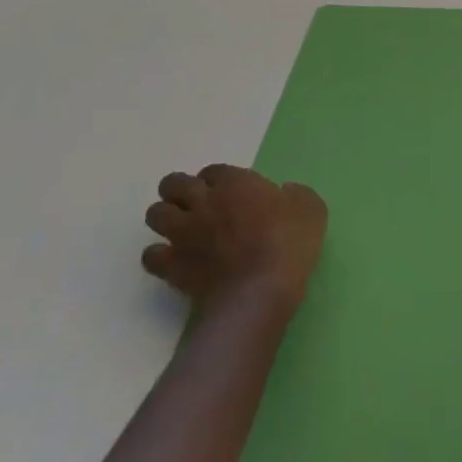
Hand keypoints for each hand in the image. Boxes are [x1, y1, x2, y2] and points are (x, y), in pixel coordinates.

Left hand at [141, 164, 327, 310]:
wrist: (258, 291)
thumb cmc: (289, 243)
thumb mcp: (310, 208)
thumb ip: (294, 194)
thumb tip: (284, 193)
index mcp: (236, 184)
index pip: (214, 170)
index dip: (220, 179)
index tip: (232, 190)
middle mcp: (203, 202)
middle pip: (173, 184)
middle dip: (181, 189)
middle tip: (199, 202)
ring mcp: (182, 234)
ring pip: (155, 214)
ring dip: (167, 217)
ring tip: (183, 228)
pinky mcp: (171, 266)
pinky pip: (151, 255)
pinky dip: (159, 255)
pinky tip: (175, 259)